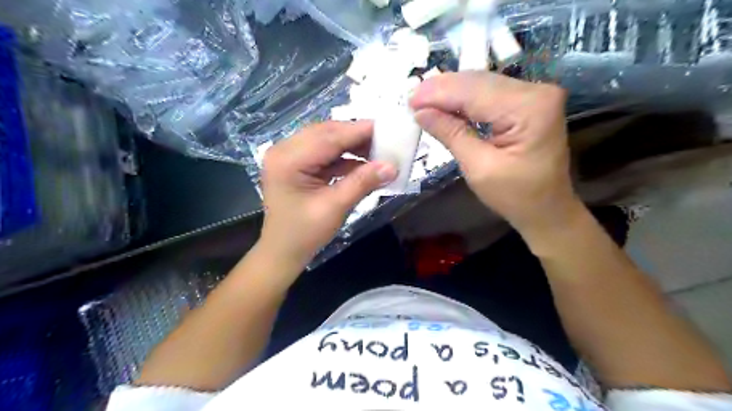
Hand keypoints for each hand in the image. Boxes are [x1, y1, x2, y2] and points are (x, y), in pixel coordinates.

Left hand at [256, 120, 394, 266]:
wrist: (283, 251)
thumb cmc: (304, 234)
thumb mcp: (335, 207)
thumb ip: (363, 182)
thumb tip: (392, 166)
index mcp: (288, 159)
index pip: (329, 137)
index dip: (360, 131)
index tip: (389, 129)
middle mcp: (284, 150)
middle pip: (327, 133)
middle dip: (357, 136)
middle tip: (386, 140)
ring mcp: (289, 155)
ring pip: (326, 140)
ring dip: (352, 145)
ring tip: (379, 151)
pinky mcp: (296, 163)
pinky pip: (324, 153)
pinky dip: (344, 157)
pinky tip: (364, 163)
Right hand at [411, 70, 577, 234]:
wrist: (547, 210)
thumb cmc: (516, 196)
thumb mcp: (479, 168)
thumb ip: (451, 134)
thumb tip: (421, 112)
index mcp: (530, 108)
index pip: (474, 91)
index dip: (438, 93)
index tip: (409, 99)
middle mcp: (537, 91)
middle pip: (479, 82)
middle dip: (442, 90)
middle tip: (411, 100)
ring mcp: (535, 94)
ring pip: (482, 85)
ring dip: (451, 93)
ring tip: (422, 102)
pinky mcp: (528, 102)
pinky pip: (489, 94)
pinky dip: (464, 100)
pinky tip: (445, 105)